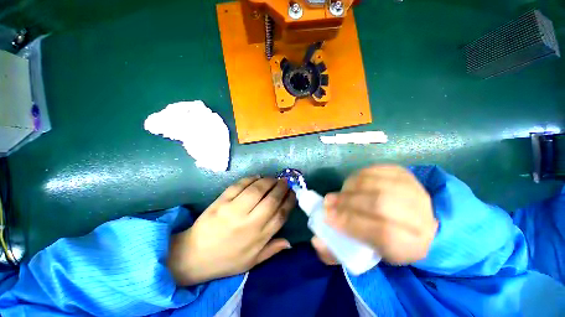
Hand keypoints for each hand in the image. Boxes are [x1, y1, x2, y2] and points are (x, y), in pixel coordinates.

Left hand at [168, 177, 295, 285]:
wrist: (193, 256)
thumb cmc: (226, 260)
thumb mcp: (252, 262)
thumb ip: (272, 250)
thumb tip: (290, 242)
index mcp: (258, 238)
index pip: (280, 215)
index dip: (289, 201)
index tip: (293, 193)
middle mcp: (249, 223)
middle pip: (271, 199)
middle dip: (281, 187)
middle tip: (285, 182)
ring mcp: (233, 210)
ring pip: (257, 190)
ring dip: (268, 181)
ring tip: (273, 178)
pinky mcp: (221, 202)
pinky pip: (239, 185)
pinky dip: (250, 179)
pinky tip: (257, 177)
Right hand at [312, 165, 436, 264]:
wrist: (417, 221)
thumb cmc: (387, 240)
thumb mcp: (366, 253)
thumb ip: (339, 251)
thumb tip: (317, 241)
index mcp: (412, 244)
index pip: (382, 232)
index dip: (351, 223)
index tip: (328, 217)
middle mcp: (420, 216)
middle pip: (379, 204)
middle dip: (348, 202)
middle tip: (329, 201)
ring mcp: (413, 189)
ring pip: (376, 184)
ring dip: (351, 187)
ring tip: (339, 193)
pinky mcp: (404, 173)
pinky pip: (375, 171)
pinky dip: (358, 176)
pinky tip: (352, 184)